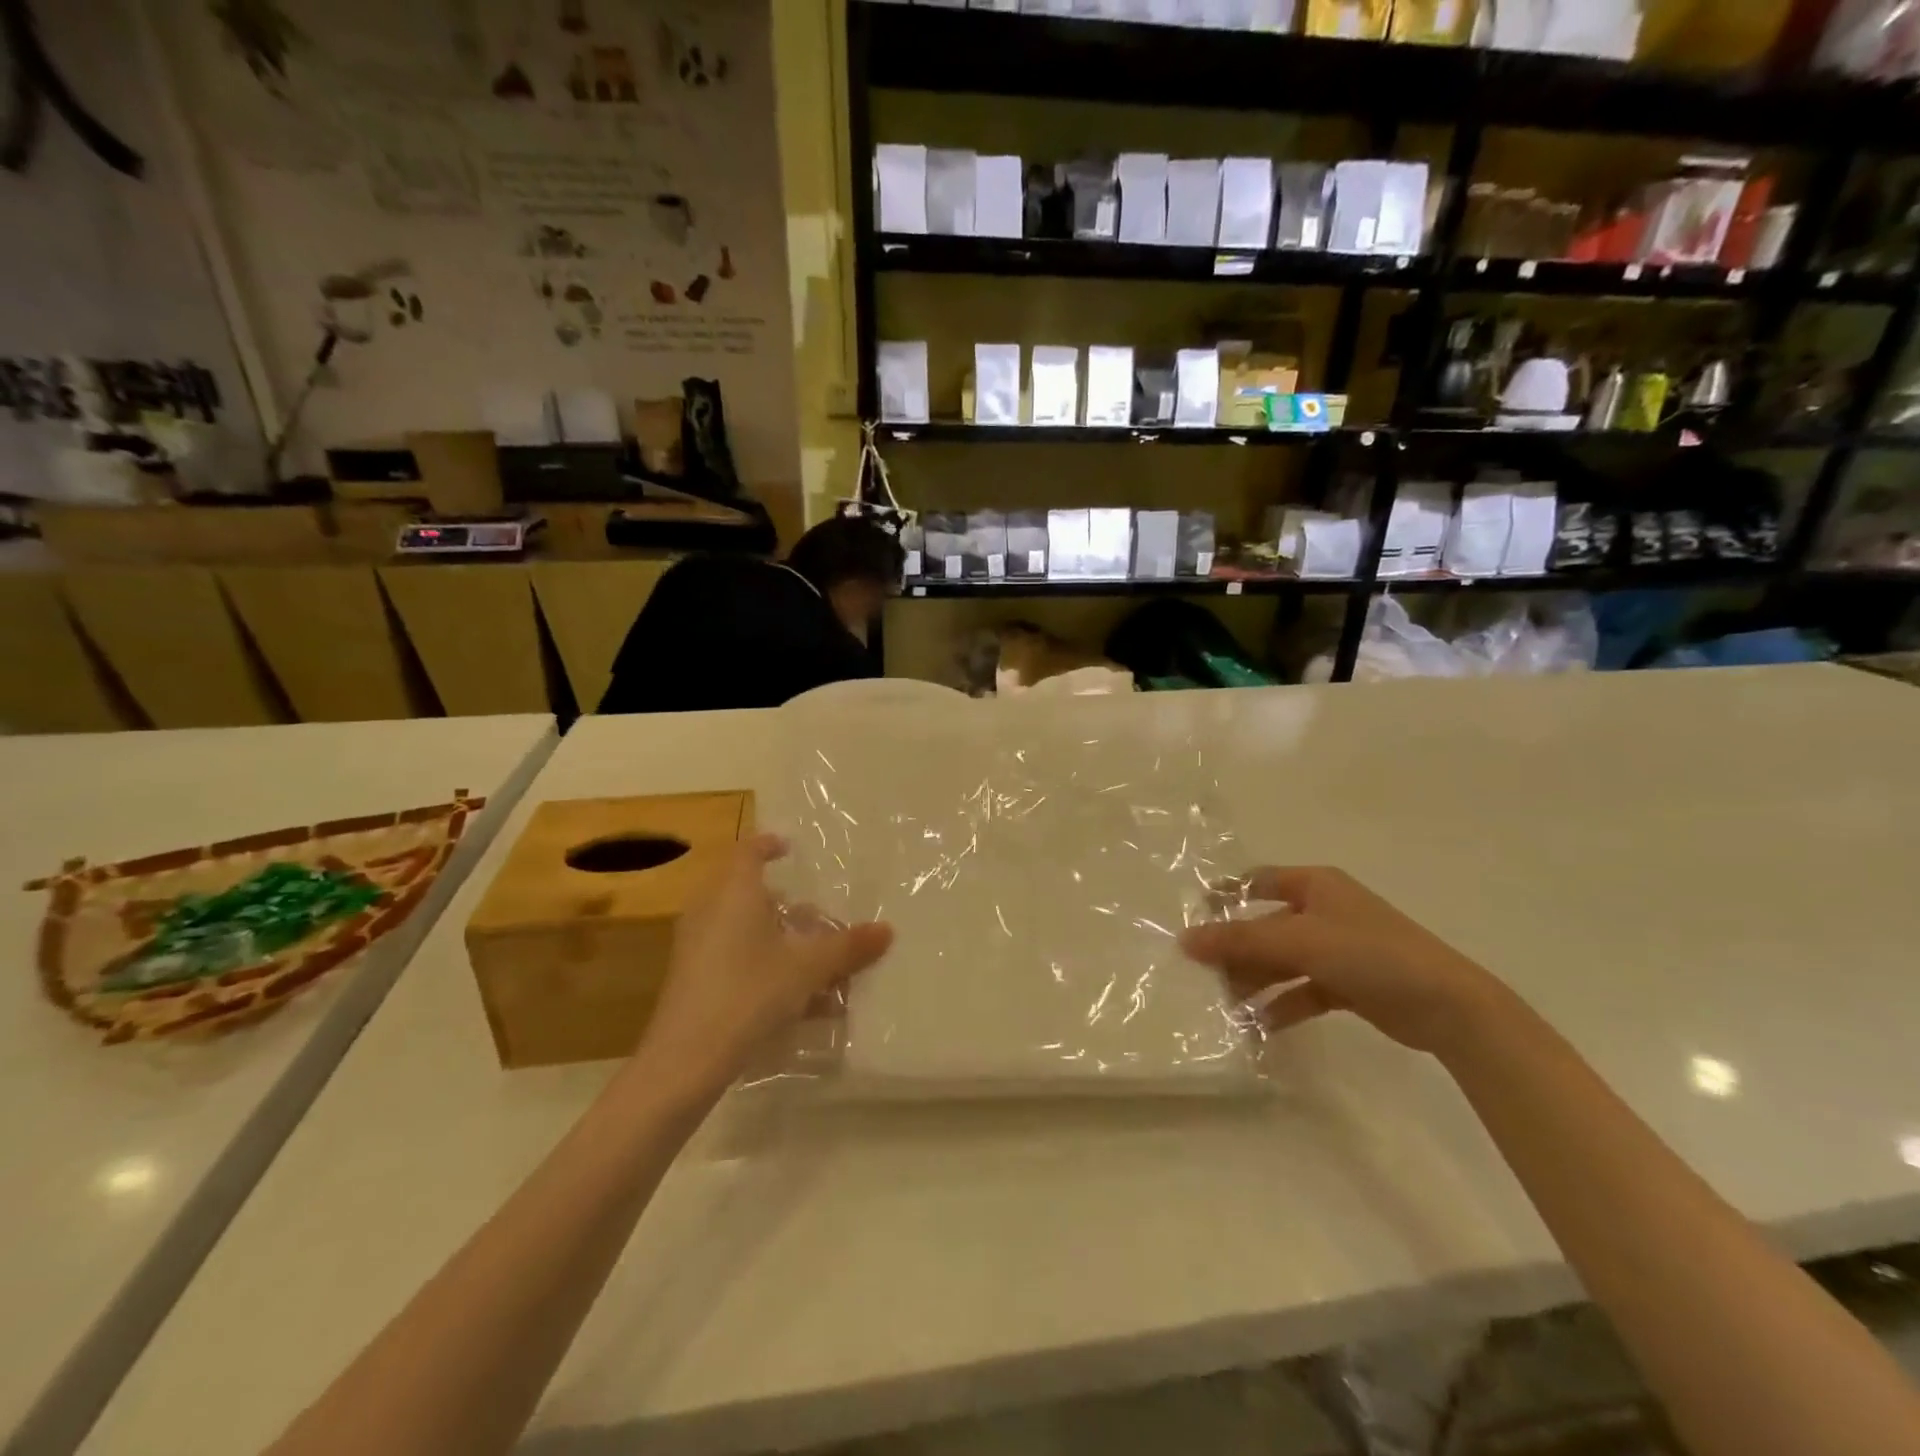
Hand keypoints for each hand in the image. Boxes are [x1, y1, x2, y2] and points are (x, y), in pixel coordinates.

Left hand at [635, 835, 893, 1095]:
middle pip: (749, 893)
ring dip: (780, 940)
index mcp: (734, 892)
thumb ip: (847, 947)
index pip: (748, 851)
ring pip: (744, 930)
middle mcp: (711, 910)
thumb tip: (887, 930)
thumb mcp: (808, 968)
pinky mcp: (694, 980)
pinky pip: (736, 958)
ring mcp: (698, 946)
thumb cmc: (749, 992)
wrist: (685, 1060)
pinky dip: (766, 966)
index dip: (769, 845)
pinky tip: (801, 1001)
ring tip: (818, 962)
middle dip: (786, 904)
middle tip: (818, 916)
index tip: (790, 849)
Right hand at [1180, 866, 1502, 1054]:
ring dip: (1255, 981)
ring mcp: (1337, 949)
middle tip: (1203, 975)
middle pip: (1265, 926)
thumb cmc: (1370, 954)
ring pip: (1281, 961)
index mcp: (1315, 885)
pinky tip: (1259, 1026)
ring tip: (1226, 1005)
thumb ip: (1240, 940)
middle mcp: (1323, 911)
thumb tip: (1185, 939)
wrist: (1448, 1006)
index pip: (1257, 882)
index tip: (1192, 918)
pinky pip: (1302, 991)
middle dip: (1236, 950)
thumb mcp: (1299, 941)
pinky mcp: (1348, 985)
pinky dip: (1281, 1005)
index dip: (1224, 896)